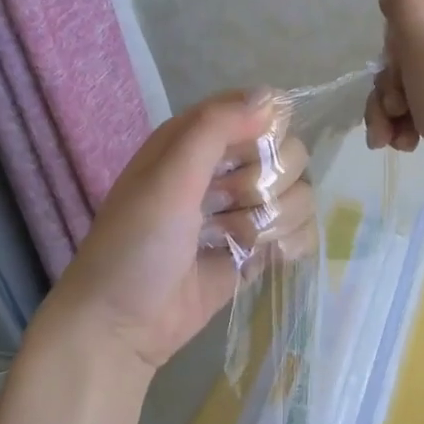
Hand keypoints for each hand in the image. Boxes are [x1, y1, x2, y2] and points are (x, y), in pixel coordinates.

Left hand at [37, 92, 316, 377]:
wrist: (122, 326)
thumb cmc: (136, 246)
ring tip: (234, 242)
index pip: (260, 110)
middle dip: (267, 184)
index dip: (265, 131)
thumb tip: (271, 97)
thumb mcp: (167, 178)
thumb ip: (214, 128)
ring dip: (273, 221)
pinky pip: (300, 231)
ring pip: (299, 194)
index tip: (249, 157)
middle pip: (289, 153)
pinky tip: (261, 259)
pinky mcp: (258, 250)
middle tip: (226, 206)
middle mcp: (226, 170)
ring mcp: (244, 211)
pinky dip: (288, 245)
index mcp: (197, 140)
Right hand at [365, 0, 423, 196]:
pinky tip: (404, 145)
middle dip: (389, 86)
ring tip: (390, 140)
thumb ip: (402, 7)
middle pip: (408, 50)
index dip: (394, 42)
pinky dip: (410, 123)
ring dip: (391, 110)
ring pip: (411, 82)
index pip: (410, 9)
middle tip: (394, 109)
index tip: (397, 69)